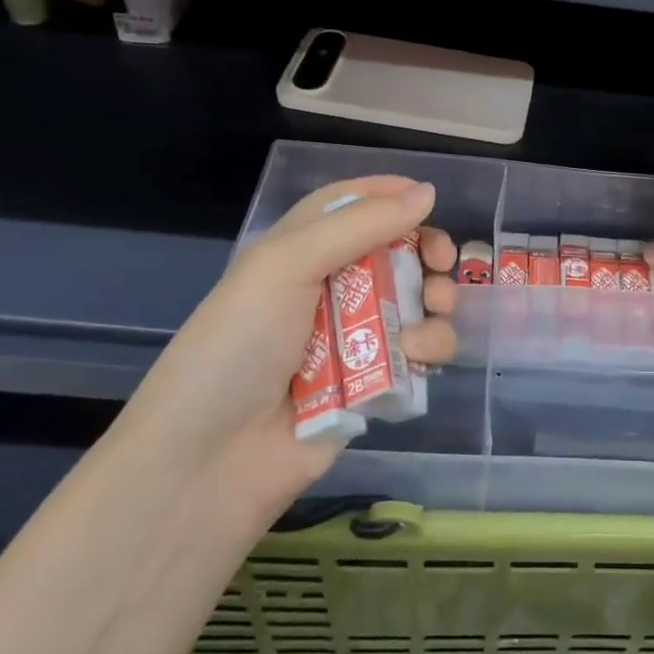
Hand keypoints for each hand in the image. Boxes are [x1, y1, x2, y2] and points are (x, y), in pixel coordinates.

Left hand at [120, 176, 456, 513]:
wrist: (210, 461)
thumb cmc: (240, 344)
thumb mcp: (287, 265)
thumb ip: (361, 224)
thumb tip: (427, 192)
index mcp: (297, 252)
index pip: (348, 205)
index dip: (387, 194)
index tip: (428, 197)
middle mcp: (328, 289)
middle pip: (393, 251)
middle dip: (425, 250)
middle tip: (443, 262)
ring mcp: (353, 339)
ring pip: (415, 302)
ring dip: (435, 300)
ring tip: (433, 310)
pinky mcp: (374, 383)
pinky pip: (418, 352)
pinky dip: (428, 347)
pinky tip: (419, 355)